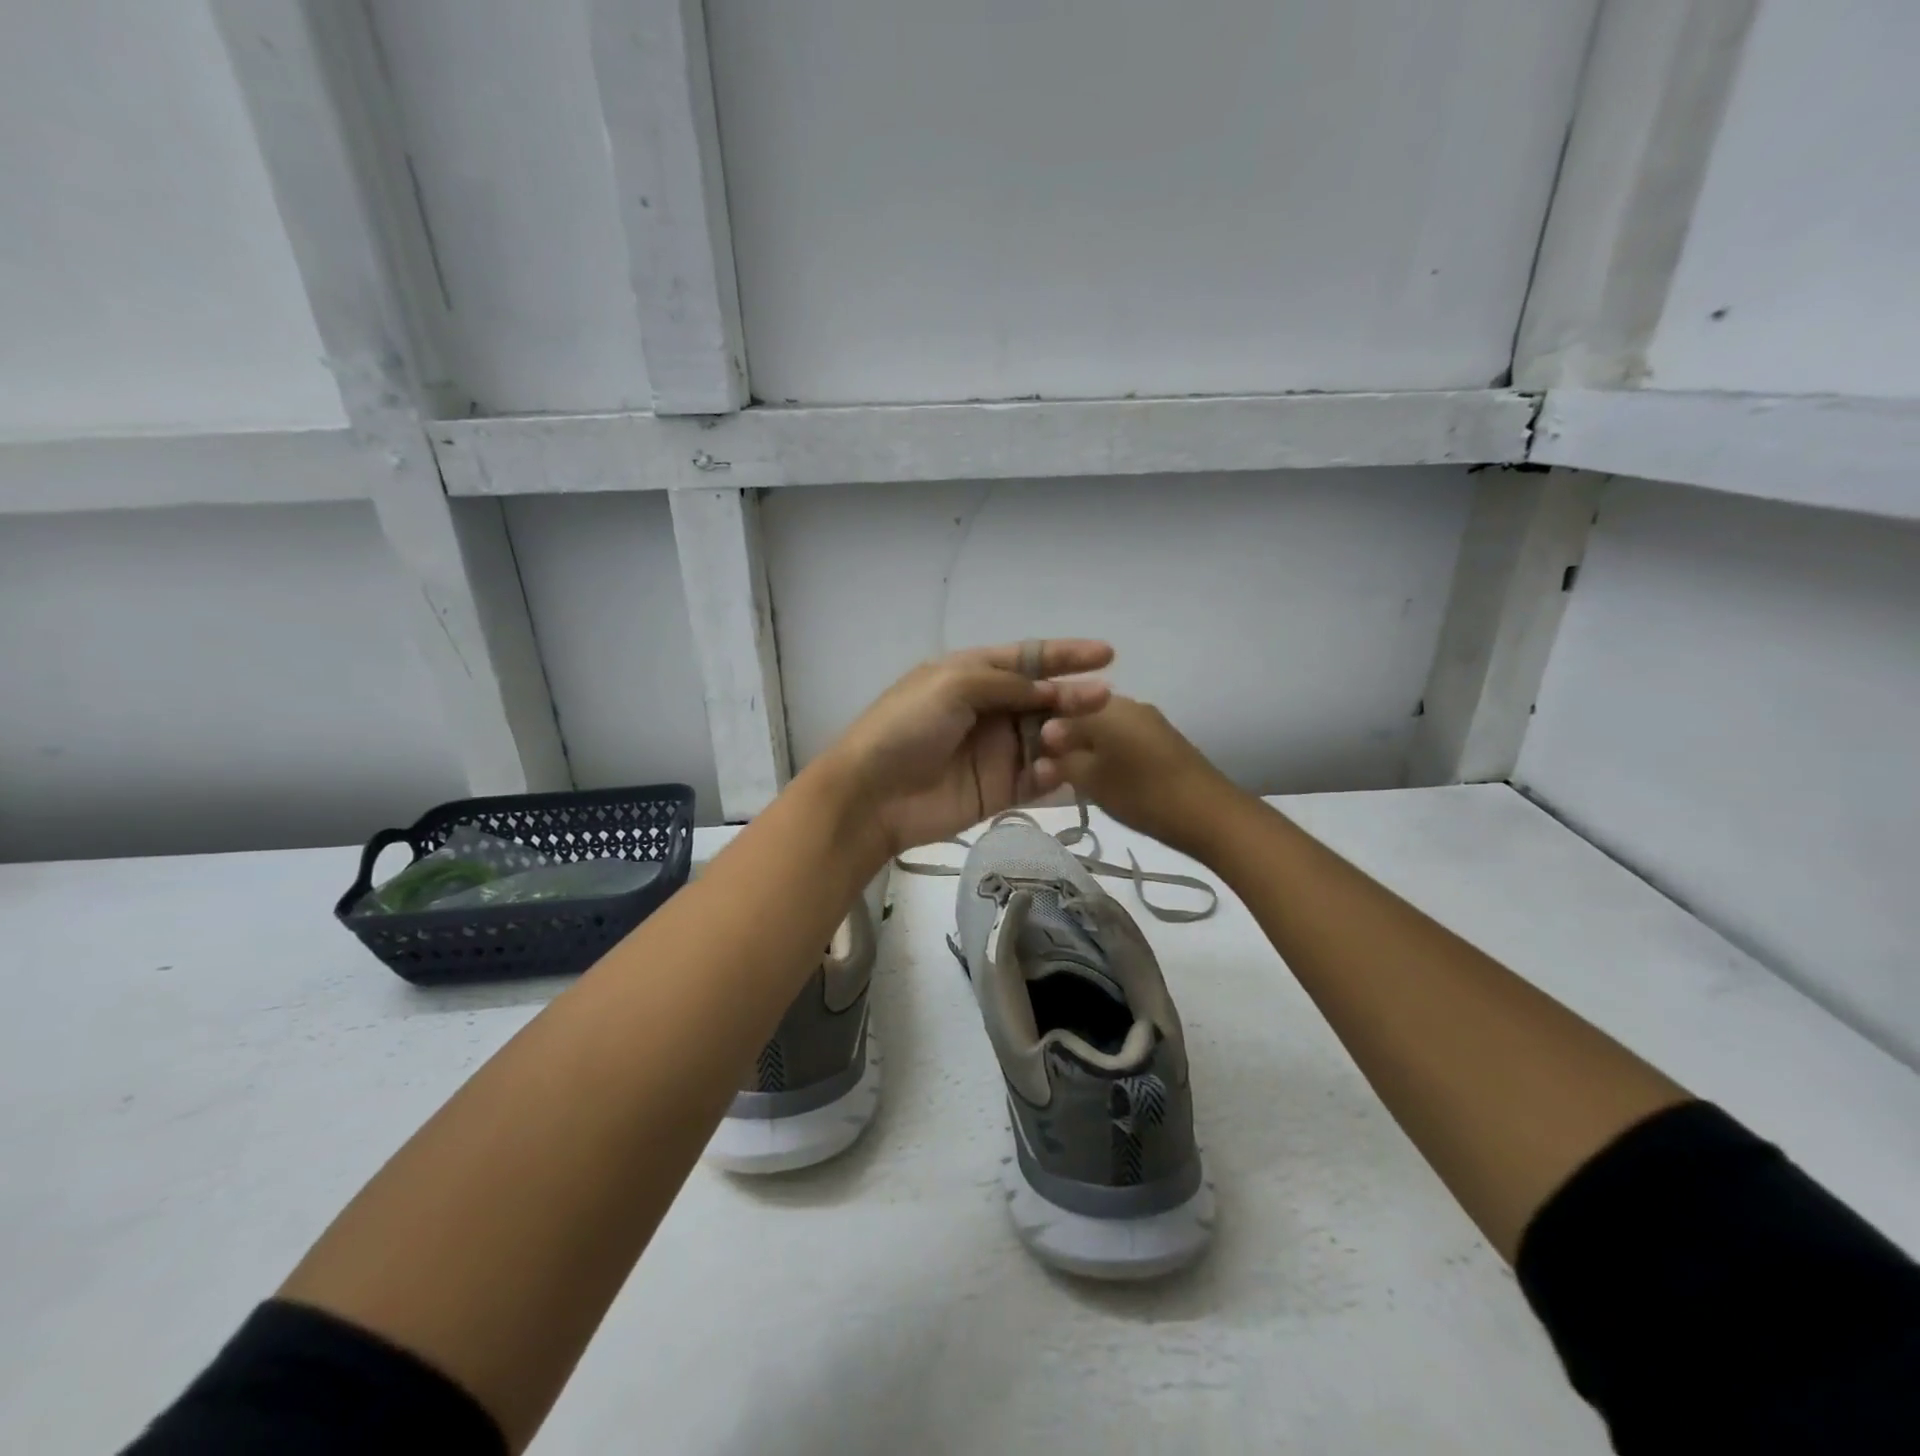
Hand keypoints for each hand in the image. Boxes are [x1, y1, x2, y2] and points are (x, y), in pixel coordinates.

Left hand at [821, 641, 1113, 855]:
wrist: (873, 794)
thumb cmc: (906, 727)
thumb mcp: (951, 685)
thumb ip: (1005, 683)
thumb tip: (1050, 689)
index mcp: (972, 675)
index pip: (1027, 659)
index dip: (1065, 655)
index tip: (1107, 654)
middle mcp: (989, 709)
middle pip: (1043, 698)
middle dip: (1073, 695)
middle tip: (1104, 698)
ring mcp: (996, 751)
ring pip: (1046, 737)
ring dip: (1065, 734)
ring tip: (1069, 736)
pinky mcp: (1000, 789)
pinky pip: (1037, 778)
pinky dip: (1051, 772)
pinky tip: (1055, 769)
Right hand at [1029, 696, 1240, 857]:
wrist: (1211, 814)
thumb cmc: (1143, 794)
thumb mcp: (1092, 780)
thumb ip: (1062, 761)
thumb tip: (1041, 747)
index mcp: (1104, 707)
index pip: (1057, 706)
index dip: (1040, 730)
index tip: (1031, 757)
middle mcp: (1126, 704)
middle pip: (1081, 714)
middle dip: (1063, 739)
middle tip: (1049, 770)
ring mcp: (1147, 720)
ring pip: (1103, 727)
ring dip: (1086, 748)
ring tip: (1074, 777)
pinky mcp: (1162, 739)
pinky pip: (1122, 737)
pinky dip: (1107, 753)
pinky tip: (1104, 777)